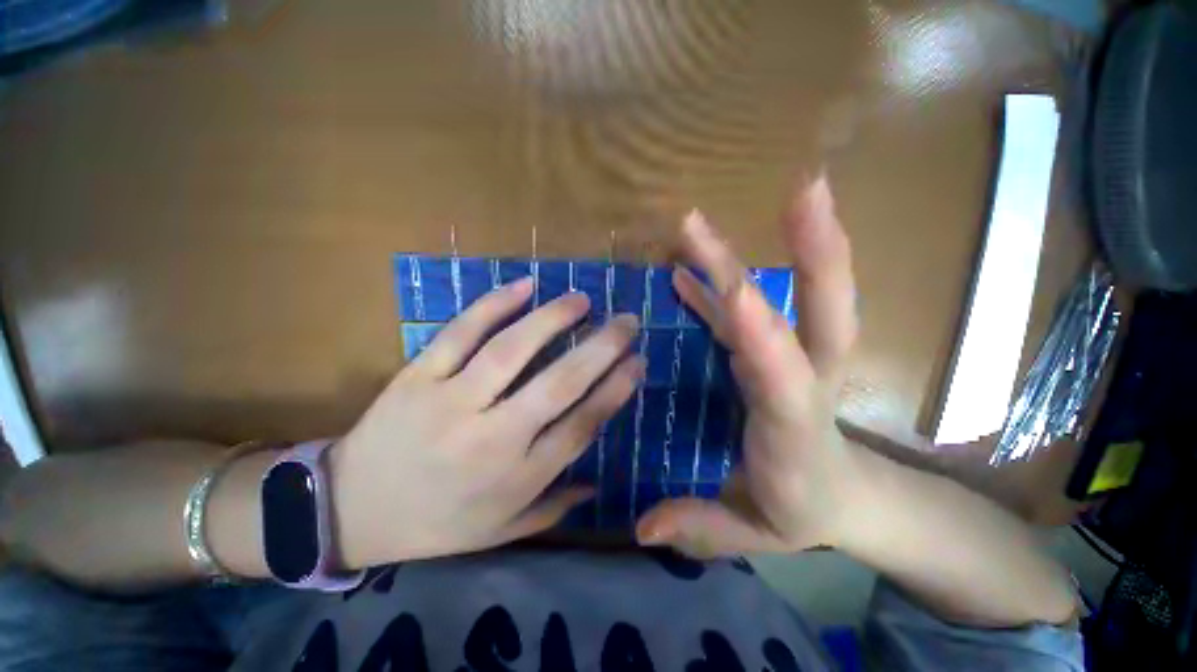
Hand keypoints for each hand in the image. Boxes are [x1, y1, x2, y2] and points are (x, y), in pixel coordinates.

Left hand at [331, 280, 643, 566]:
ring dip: (553, 319)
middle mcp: (492, 438)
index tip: (638, 362)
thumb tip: (596, 485)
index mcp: (516, 478)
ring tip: (582, 299)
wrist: (349, 511)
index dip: (615, 390)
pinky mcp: (417, 377)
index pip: (581, 425)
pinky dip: (493, 306)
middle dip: (601, 348)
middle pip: (559, 384)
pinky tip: (524, 286)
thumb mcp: (500, 531)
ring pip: (512, 351)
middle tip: (627, 320)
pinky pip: (460, 334)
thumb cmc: (435, 524)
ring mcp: (451, 403)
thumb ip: (553, 508)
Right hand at [636, 177, 864, 556]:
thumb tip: (642, 527)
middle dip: (818, 250)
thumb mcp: (754, 534)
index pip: (784, 375)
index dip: (759, 333)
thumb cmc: (803, 514)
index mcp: (797, 429)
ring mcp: (793, 358)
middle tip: (805, 188)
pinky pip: (748, 309)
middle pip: (826, 309)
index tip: (732, 289)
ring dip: (760, 249)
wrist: (853, 499)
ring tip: (706, 217)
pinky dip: (719, 285)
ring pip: (789, 296)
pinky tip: (688, 268)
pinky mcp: (775, 351)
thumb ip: (701, 527)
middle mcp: (804, 380)